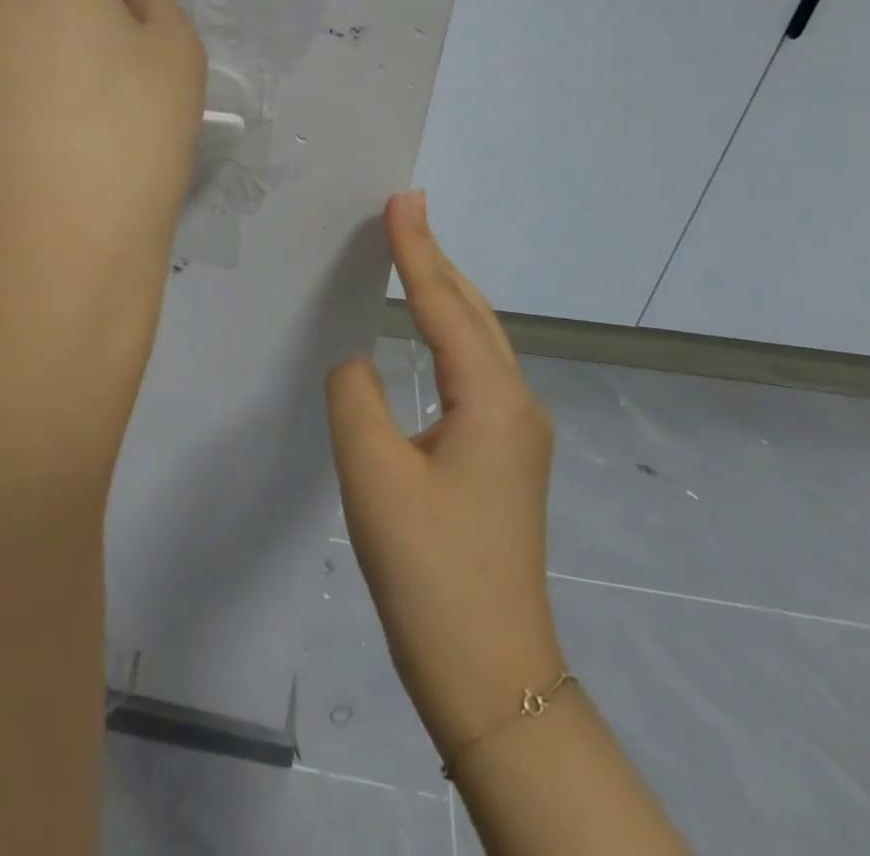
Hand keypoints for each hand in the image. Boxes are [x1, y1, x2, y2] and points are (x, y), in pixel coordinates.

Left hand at [0, 0, 205, 318]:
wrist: (42, 258)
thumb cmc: (125, 141)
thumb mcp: (180, 56)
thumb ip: (157, 5)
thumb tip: (124, 1)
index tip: (133, 52)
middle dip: (63, 11)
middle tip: (93, 85)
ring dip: (17, 46)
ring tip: (45, 122)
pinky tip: (7, 147)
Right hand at [326, 190, 560, 757]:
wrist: (489, 671)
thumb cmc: (428, 566)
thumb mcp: (372, 470)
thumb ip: (354, 394)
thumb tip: (357, 361)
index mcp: (491, 398)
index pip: (445, 303)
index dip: (417, 248)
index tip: (400, 198)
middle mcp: (515, 404)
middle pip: (473, 312)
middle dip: (437, 259)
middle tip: (403, 213)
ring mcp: (516, 433)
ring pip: (477, 340)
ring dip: (445, 294)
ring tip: (411, 256)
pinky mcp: (503, 457)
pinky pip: (472, 370)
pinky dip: (446, 333)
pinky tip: (426, 335)